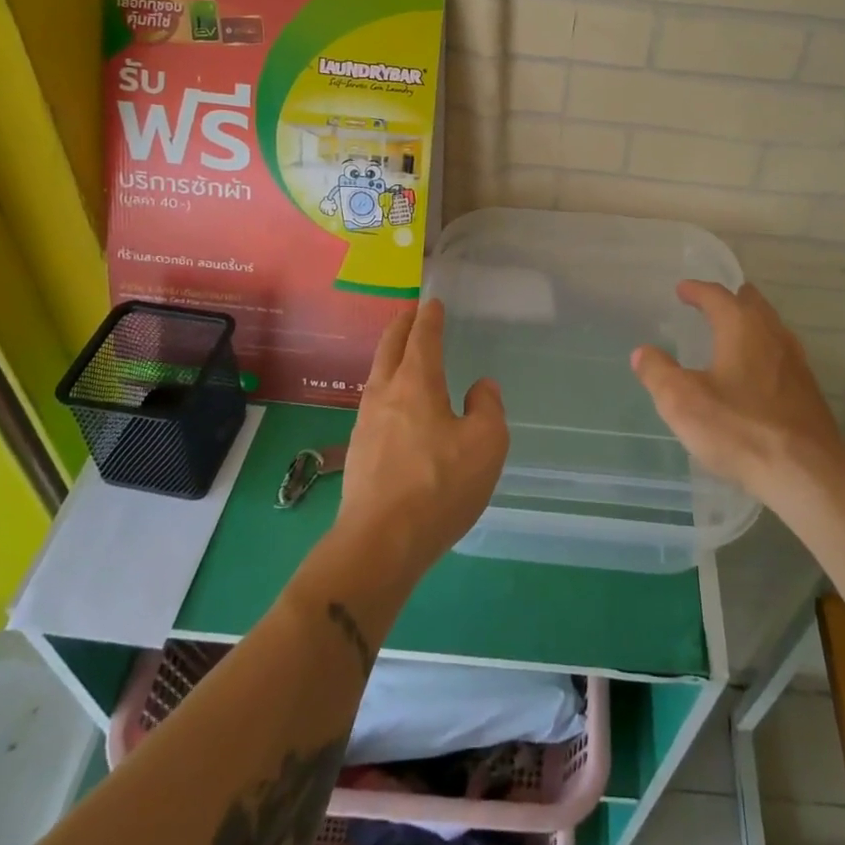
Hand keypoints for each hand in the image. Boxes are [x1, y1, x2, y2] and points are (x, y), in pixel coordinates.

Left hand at [335, 300, 508, 579]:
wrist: (380, 542)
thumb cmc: (439, 485)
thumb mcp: (486, 444)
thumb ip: (487, 407)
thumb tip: (480, 387)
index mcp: (417, 382)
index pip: (422, 337)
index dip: (429, 317)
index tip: (432, 303)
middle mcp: (385, 393)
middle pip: (389, 347)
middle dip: (401, 326)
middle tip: (410, 313)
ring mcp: (365, 422)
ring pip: (377, 374)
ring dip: (390, 356)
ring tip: (402, 355)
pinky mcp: (357, 451)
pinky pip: (373, 403)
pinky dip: (386, 388)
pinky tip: (395, 406)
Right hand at [631, 281, 844, 500]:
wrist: (806, 474)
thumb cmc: (739, 429)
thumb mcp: (681, 402)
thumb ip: (658, 372)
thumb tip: (643, 352)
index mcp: (741, 327)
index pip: (717, 296)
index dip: (697, 290)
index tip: (682, 289)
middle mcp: (772, 334)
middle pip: (752, 304)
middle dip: (731, 299)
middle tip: (712, 303)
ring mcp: (796, 362)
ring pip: (772, 328)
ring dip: (752, 323)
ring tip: (734, 333)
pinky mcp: (809, 390)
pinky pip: (783, 355)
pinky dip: (766, 350)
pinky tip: (758, 372)